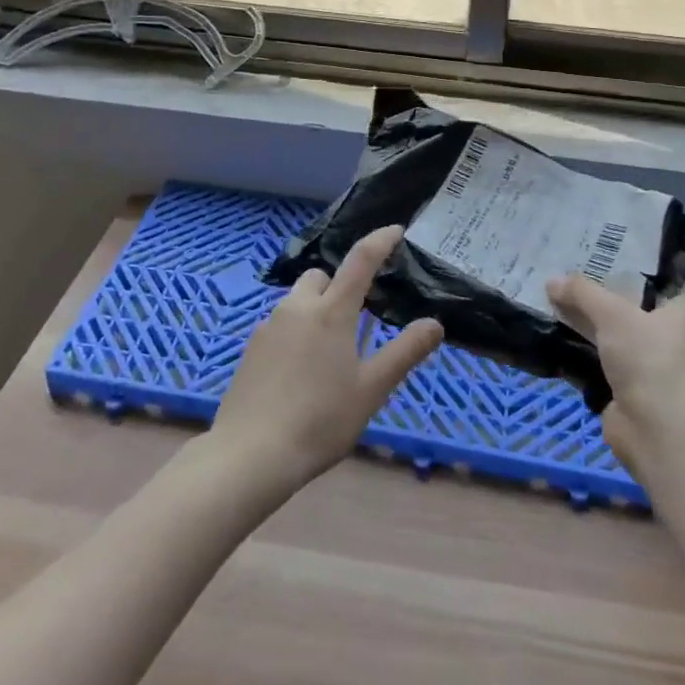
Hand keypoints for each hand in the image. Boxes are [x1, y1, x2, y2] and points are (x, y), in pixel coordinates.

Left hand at [209, 225, 442, 494]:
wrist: (250, 454)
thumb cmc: (320, 420)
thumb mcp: (372, 389)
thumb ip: (405, 352)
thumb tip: (434, 324)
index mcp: (332, 311)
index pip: (361, 260)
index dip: (380, 240)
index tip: (395, 230)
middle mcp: (298, 307)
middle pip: (322, 276)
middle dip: (340, 285)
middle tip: (356, 319)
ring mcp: (269, 325)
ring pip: (298, 299)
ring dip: (316, 308)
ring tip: (328, 351)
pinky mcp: (251, 346)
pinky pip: (280, 323)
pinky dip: (295, 331)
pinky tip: (299, 370)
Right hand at [547, 247, 684, 476]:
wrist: (657, 432)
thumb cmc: (652, 361)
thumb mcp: (615, 316)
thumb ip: (584, 294)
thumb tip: (553, 280)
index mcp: (683, 313)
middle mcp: (669, 335)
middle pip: (654, 300)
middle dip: (632, 279)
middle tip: (601, 252)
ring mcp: (647, 362)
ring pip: (621, 328)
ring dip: (598, 312)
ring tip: (568, 285)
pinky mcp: (624, 385)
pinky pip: (599, 355)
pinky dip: (581, 343)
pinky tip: (556, 327)